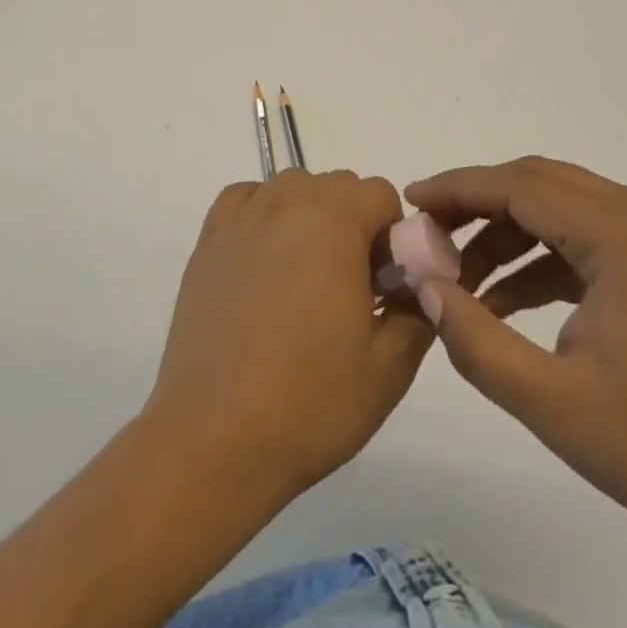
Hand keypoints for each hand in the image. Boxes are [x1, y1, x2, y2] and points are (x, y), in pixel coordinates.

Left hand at [144, 169, 434, 504]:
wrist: (213, 441)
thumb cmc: (309, 404)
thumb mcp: (390, 367)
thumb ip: (418, 309)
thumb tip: (417, 283)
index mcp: (334, 222)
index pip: (380, 194)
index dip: (393, 236)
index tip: (385, 285)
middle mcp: (286, 203)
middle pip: (337, 186)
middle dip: (356, 224)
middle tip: (351, 288)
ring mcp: (242, 219)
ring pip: (292, 188)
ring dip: (312, 216)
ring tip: (306, 279)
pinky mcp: (208, 241)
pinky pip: (247, 200)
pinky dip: (264, 214)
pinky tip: (265, 261)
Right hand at [406, 157, 626, 560]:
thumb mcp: (554, 404)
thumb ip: (477, 340)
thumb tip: (425, 286)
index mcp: (622, 233)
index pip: (520, 187)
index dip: (458, 190)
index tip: (410, 201)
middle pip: (537, 184)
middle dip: (476, 205)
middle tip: (426, 235)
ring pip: (557, 206)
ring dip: (505, 232)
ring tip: (457, 276)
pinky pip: (580, 236)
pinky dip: (537, 257)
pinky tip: (502, 298)